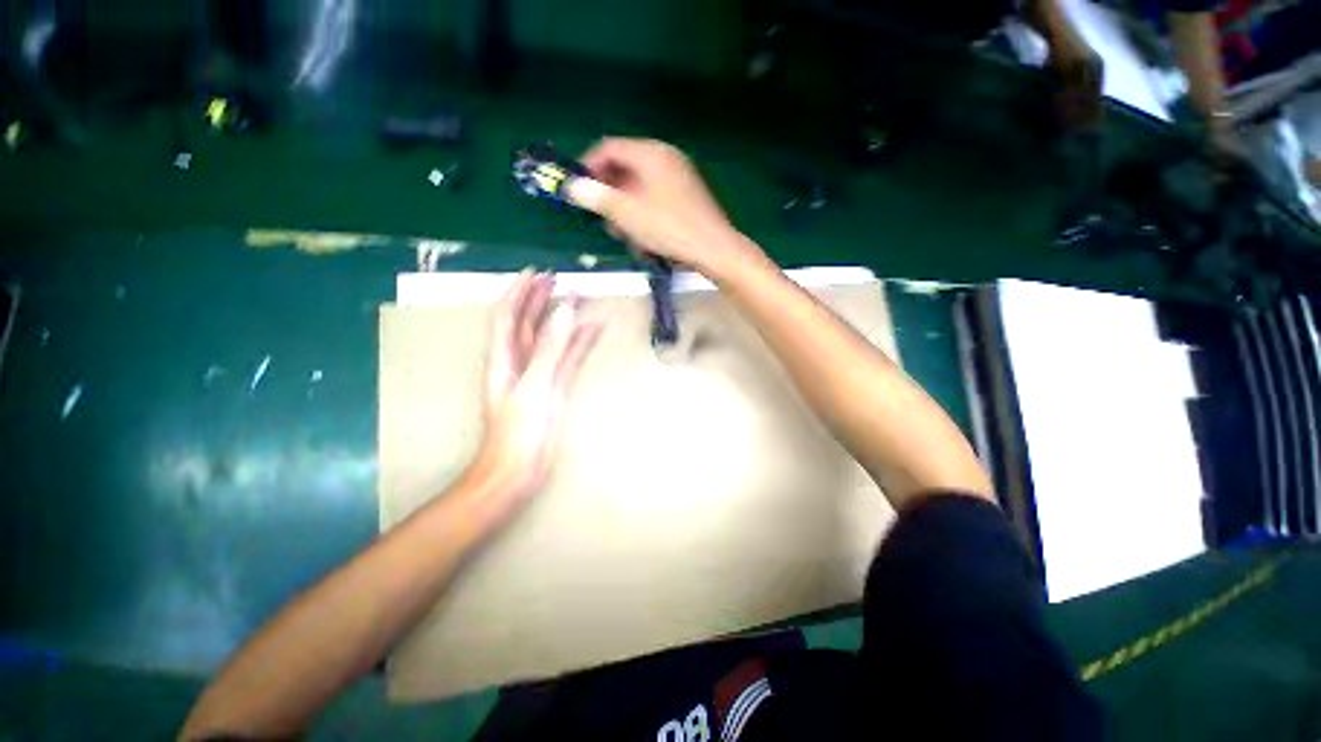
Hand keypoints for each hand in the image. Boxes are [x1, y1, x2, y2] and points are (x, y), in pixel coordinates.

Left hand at [471, 270, 603, 509]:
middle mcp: (518, 361)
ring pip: (549, 338)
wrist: (517, 469)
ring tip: (576, 297)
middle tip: (557, 279)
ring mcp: (538, 374)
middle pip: (526, 322)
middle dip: (539, 299)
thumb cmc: (519, 430)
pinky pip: (567, 357)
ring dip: (561, 318)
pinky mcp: (554, 386)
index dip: (519, 292)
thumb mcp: (534, 385)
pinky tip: (592, 331)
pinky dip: (578, 342)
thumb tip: (565, 310)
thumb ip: (550, 348)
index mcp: (504, 358)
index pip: (507, 315)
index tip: (535, 272)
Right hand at [567, 138, 768, 278]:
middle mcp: (666, 159)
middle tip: (604, 220)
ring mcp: (679, 179)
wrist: (714, 249)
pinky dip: (645, 218)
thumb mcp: (628, 214)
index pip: (610, 147)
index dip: (588, 166)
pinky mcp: (687, 198)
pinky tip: (646, 241)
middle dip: (610, 197)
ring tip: (627, 237)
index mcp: (652, 153)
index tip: (576, 189)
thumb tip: (571, 186)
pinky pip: (656, 202)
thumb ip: (597, 197)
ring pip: (640, 190)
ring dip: (627, 213)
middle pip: (625, 170)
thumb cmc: (669, 228)